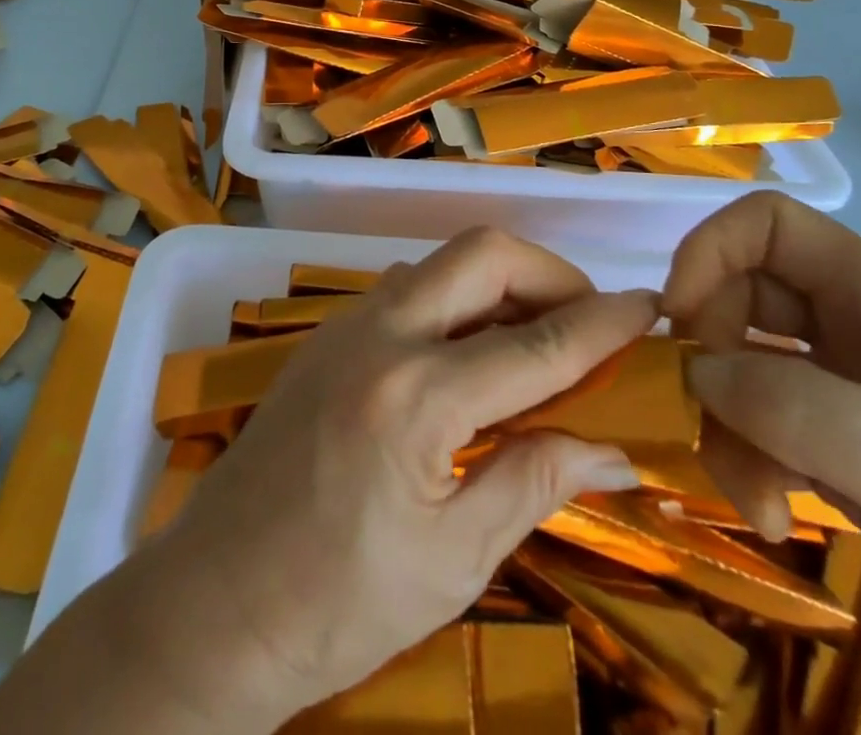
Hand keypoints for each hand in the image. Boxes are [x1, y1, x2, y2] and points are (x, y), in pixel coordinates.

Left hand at [0, 227, 658, 734]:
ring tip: (537, 338)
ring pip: (440, 264)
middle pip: (481, 254)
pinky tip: (472, 354)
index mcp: (417, 398)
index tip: (647, 308)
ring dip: (498, 283)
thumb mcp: (452, 559)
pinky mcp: (325, 336)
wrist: (213, 603)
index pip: (535, 344)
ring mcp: (345, 327)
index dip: (601, 323)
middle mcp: (380, 336)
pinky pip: (406, 289)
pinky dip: (454, 300)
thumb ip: (533, 482)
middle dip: (548, 272)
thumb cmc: (337, 606)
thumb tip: (611, 446)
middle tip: (588, 319)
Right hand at [663, 191, 860, 734]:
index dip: (709, 251)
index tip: (677, 317)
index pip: (768, 227)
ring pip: (744, 374)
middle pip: (740, 302)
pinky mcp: (849, 463)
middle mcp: (856, 335)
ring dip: (727, 426)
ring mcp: (850, 400)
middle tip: (706, 420)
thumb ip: (797, 407)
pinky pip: (764, 433)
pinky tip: (769, 514)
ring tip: (753, 498)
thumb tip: (694, 372)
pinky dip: (747, 463)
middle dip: (711, 356)